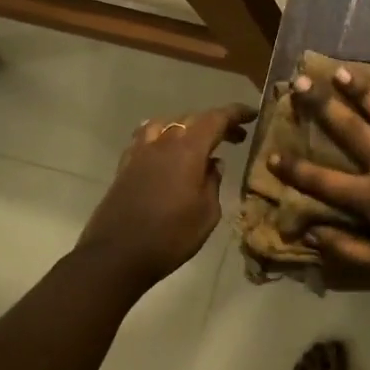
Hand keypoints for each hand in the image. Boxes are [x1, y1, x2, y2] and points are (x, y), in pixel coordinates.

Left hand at [77, 103, 256, 288]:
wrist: (116, 255)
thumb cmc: (170, 237)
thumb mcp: (207, 214)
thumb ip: (213, 182)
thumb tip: (213, 164)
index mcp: (188, 150)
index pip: (215, 119)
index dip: (235, 113)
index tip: (252, 115)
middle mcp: (163, 143)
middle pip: (192, 119)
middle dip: (216, 124)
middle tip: (235, 138)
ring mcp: (140, 152)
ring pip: (166, 124)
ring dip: (186, 127)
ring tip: (198, 142)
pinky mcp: (125, 166)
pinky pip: (146, 138)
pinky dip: (162, 136)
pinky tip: (166, 151)